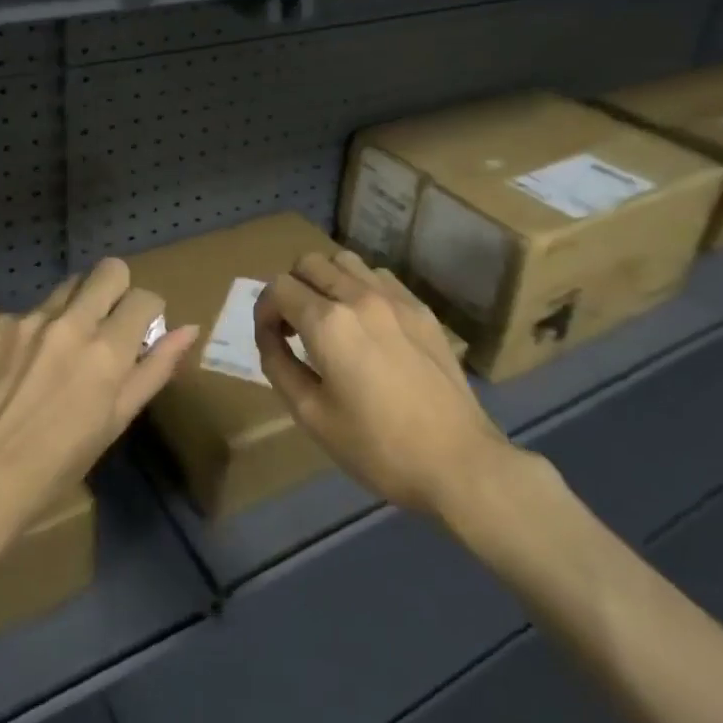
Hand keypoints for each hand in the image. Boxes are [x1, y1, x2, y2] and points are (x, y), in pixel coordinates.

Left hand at [0, 258, 198, 538]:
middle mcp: (71, 323)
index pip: (145, 297)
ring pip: (68, 286)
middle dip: (117, 289)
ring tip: (62, 348)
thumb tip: (189, 330)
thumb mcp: (114, 424)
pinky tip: (20, 367)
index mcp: (107, 352)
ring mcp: (29, 320)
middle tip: (108, 323)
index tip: (140, 332)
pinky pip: (29, 311)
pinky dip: (36, 330)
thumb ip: (153, 371)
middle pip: (109, 269)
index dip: (149, 312)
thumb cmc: (53, 468)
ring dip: (77, 306)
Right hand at [254, 250, 512, 519]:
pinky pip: (379, 277)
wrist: (458, 462)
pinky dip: (359, 287)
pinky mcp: (422, 309)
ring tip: (328, 318)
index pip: (279, 287)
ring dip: (325, 280)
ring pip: (346, 261)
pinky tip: (365, 323)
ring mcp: (395, 298)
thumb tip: (270, 337)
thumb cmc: (377, 447)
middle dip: (291, 288)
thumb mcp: (312, 415)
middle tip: (293, 326)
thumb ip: (280, 366)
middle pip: (309, 262)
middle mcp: (359, 296)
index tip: (270, 339)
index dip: (264, 311)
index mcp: (328, 323)